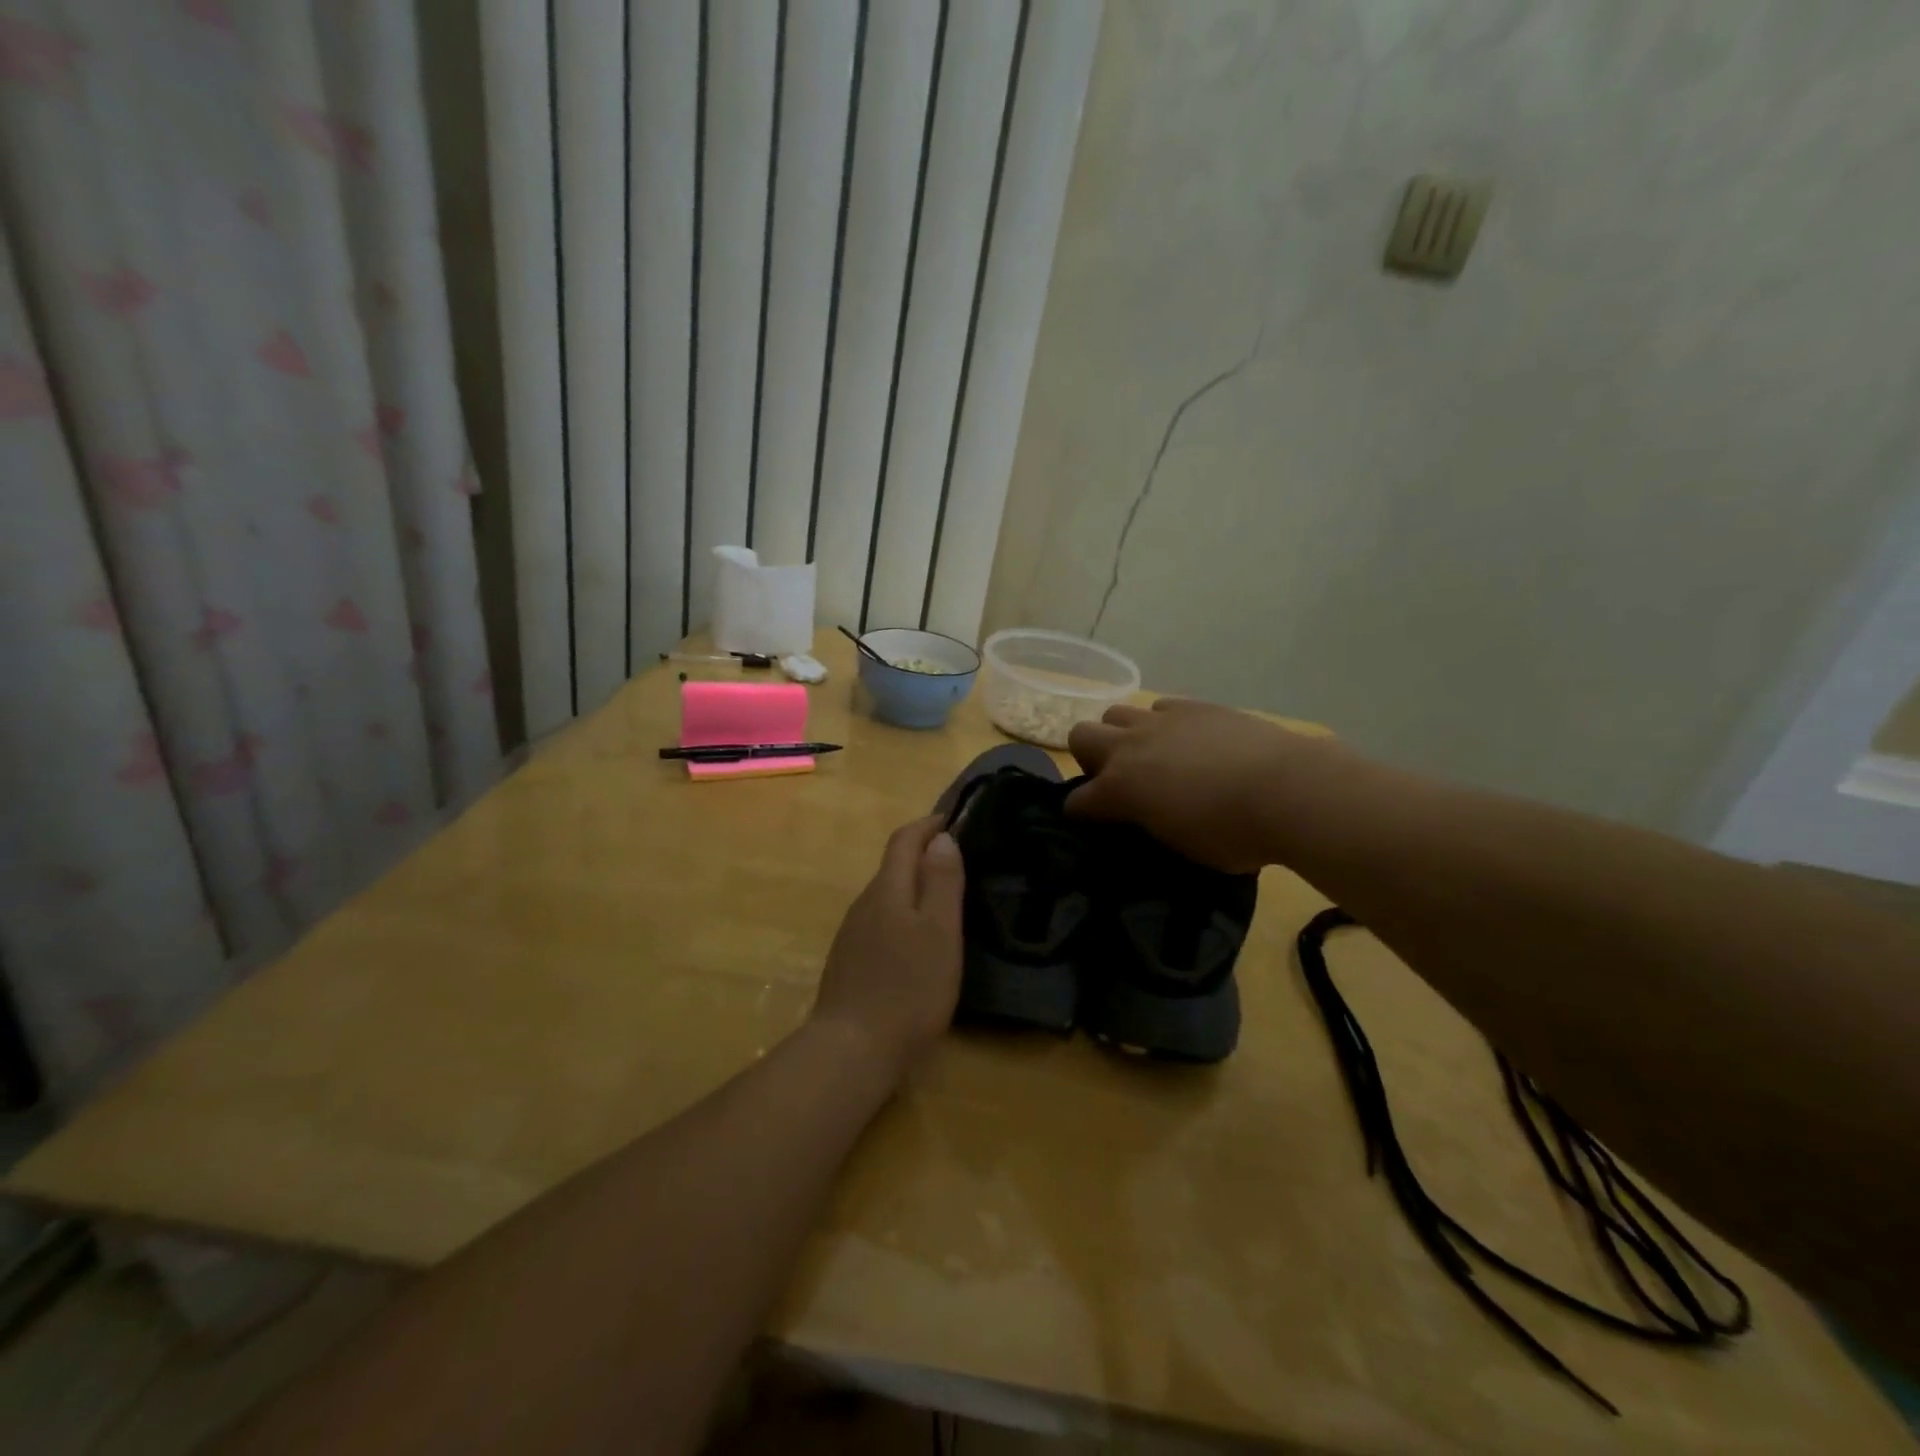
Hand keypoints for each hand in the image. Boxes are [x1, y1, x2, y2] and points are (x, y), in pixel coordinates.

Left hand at [810, 816, 964, 1084]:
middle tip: (957, 858)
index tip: (952, 818)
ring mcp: (852, 934)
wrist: (852, 1050)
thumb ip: (941, 882)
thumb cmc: (908, 988)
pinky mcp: (849, 961)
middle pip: (893, 866)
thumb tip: (941, 837)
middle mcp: (864, 904)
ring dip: (912, 885)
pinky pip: (879, 922)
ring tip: (943, 897)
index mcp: (887, 890)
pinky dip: (901, 914)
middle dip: (922, 854)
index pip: (904, 840)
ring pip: (886, 896)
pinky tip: (916, 940)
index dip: (927, 824)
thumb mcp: (939, 932)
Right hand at [1067, 699, 1320, 871]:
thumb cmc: (1233, 835)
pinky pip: (1160, 708)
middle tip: (1117, 780)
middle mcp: (1129, 748)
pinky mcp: (1194, 706)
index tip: (1092, 824)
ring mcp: (1161, 721)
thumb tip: (1145, 821)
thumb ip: (1149, 828)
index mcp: (1119, 789)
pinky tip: (1187, 741)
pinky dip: (1164, 724)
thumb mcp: (1180, 848)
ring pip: (1116, 713)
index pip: (1077, 802)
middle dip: (1090, 758)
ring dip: (1123, 735)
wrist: (1287, 790)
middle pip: (1081, 735)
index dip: (1081, 815)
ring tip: (1151, 756)